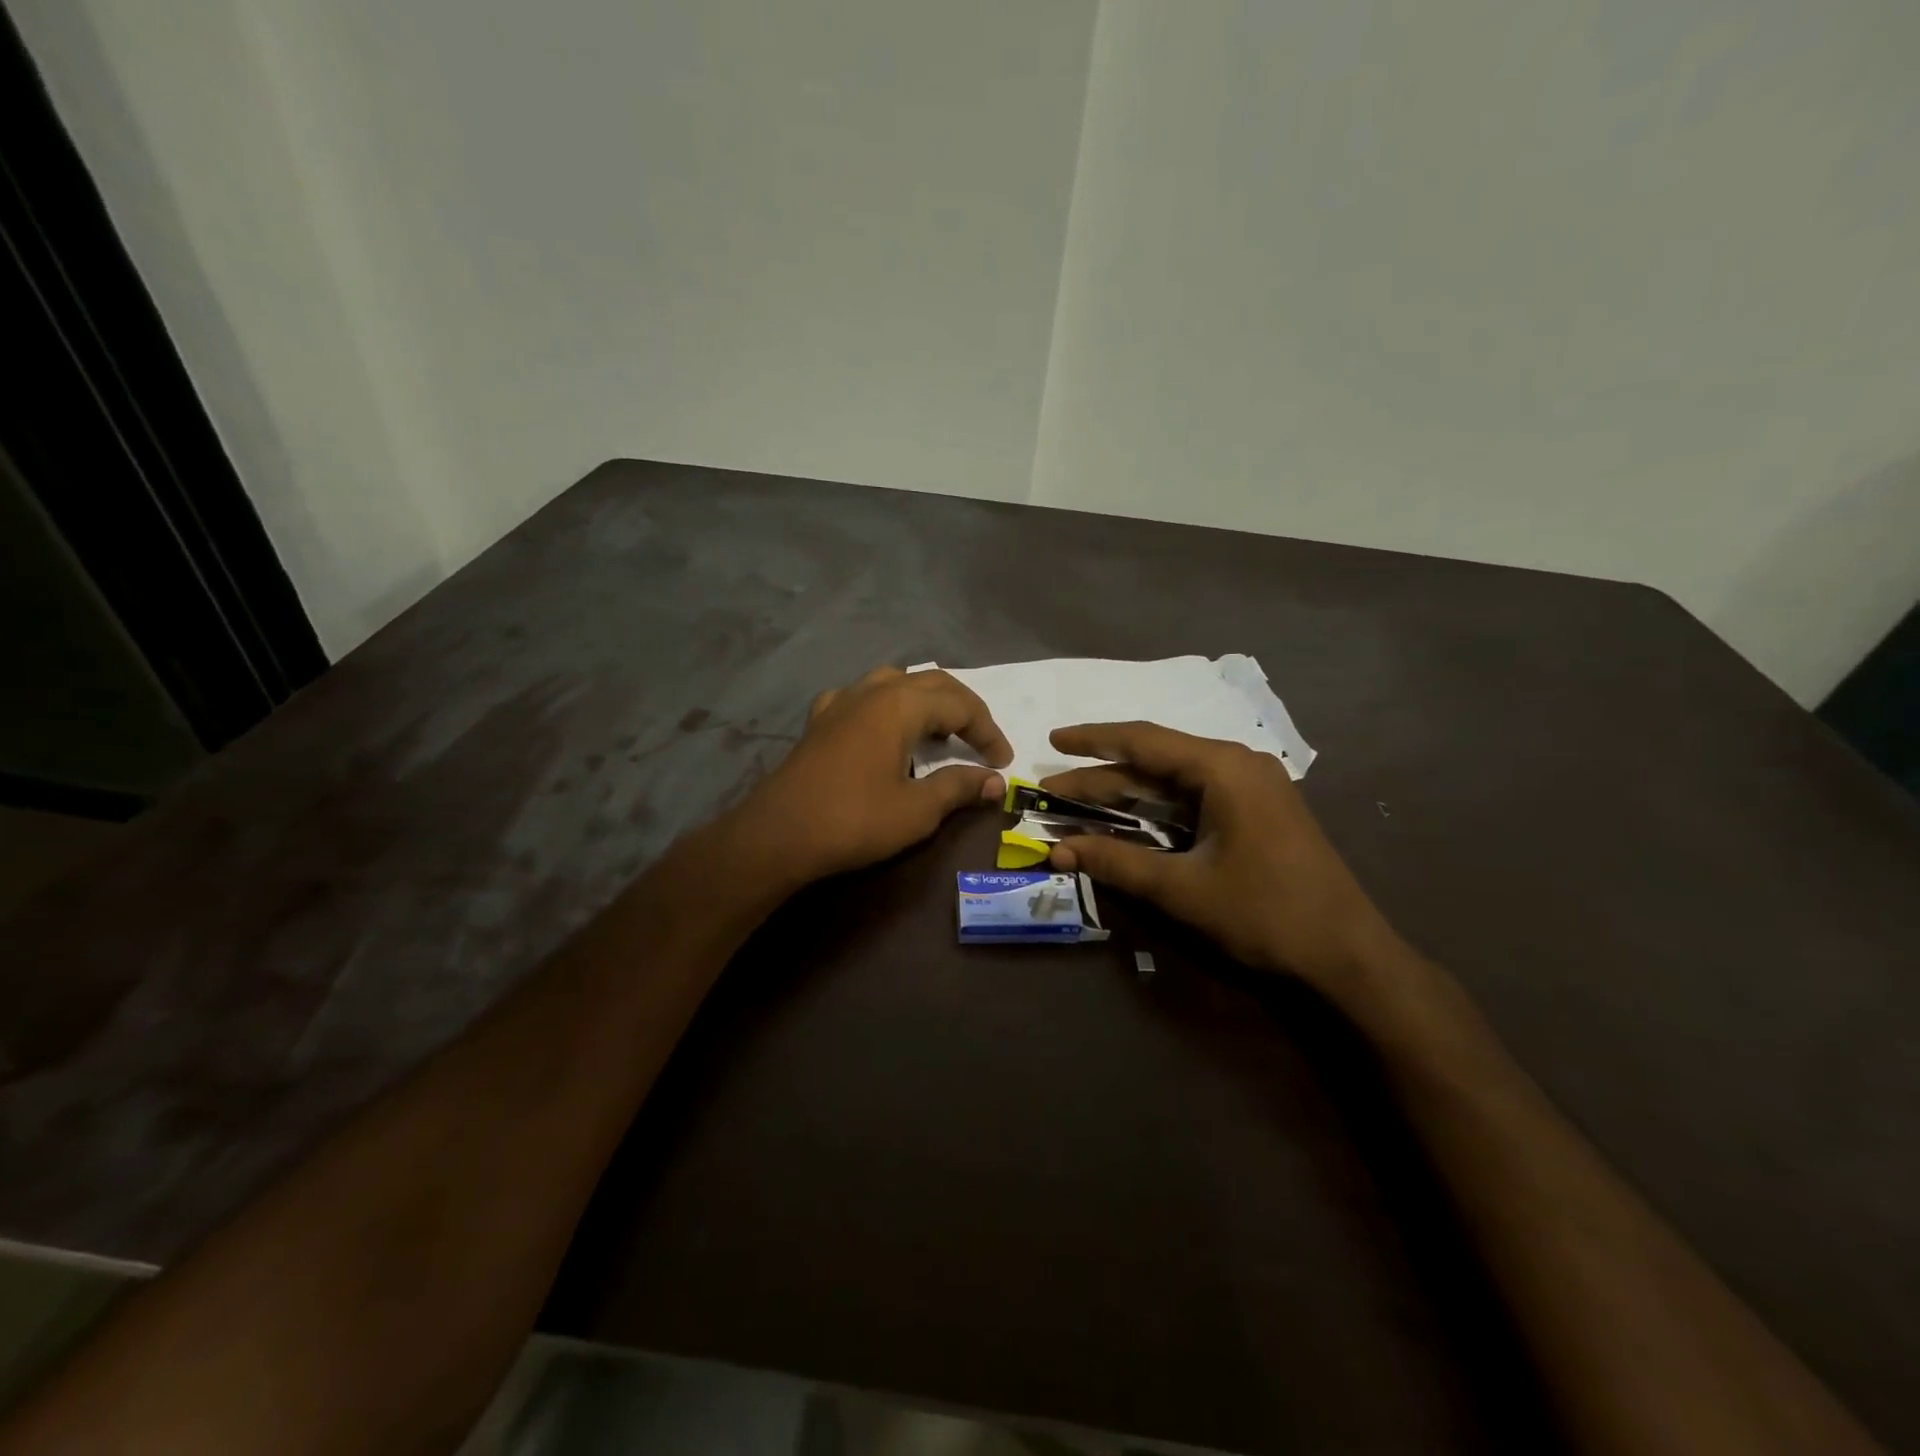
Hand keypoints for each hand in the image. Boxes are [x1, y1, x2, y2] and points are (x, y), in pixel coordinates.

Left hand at [734, 666, 1012, 883]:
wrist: (779, 834)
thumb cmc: (854, 820)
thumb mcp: (917, 810)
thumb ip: (959, 787)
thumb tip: (994, 781)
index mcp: (900, 705)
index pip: (960, 704)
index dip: (987, 731)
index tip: (1003, 761)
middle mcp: (871, 691)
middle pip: (931, 683)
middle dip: (963, 709)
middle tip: (981, 741)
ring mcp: (840, 702)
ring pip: (895, 683)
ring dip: (925, 702)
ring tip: (939, 732)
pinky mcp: (819, 721)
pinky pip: (862, 698)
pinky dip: (886, 707)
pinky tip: (882, 729)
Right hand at [1042, 722, 1403, 991]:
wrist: (1348, 955)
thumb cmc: (1265, 913)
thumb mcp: (1182, 889)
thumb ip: (1117, 862)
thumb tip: (1057, 851)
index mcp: (1223, 768)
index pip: (1143, 740)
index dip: (1092, 740)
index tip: (1052, 740)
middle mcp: (1236, 766)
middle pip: (1154, 761)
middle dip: (1101, 776)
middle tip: (1052, 788)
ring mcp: (1250, 789)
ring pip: (1173, 781)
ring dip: (1126, 793)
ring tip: (1076, 802)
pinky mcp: (1255, 813)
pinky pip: (1193, 799)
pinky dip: (1156, 809)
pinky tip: (1127, 819)